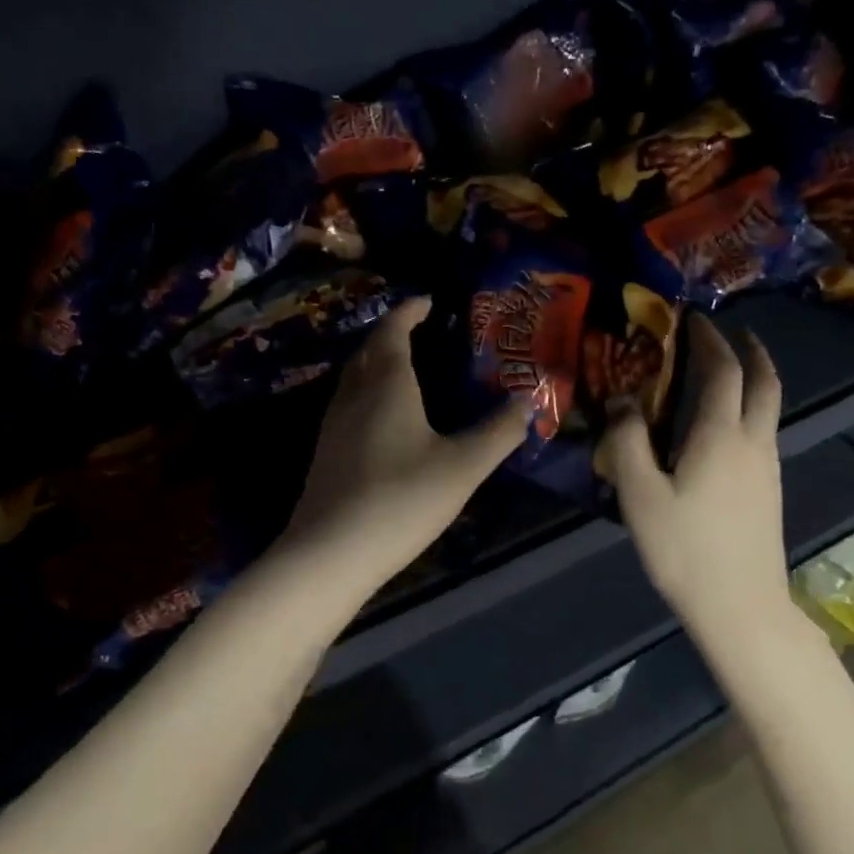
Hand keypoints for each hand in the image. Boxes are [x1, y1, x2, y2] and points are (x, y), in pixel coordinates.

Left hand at [282, 298, 528, 594]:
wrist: (331, 552)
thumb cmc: (402, 499)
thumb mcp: (463, 466)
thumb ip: (498, 432)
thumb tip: (528, 401)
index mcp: (386, 384)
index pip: (393, 330)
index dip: (409, 311)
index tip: (428, 301)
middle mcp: (354, 394)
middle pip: (368, 350)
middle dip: (391, 333)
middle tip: (419, 332)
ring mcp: (333, 424)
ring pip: (353, 378)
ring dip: (375, 363)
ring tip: (404, 369)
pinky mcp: (325, 453)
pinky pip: (348, 404)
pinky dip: (367, 393)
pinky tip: (383, 419)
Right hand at [597, 314, 792, 639]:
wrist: (740, 605)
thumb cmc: (683, 547)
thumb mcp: (640, 493)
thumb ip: (627, 440)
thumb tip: (622, 400)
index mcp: (721, 435)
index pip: (723, 370)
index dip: (709, 340)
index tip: (693, 320)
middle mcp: (753, 442)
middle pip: (764, 382)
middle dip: (750, 351)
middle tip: (730, 334)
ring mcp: (767, 467)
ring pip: (768, 408)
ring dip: (752, 380)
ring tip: (723, 375)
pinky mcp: (769, 490)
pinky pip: (762, 432)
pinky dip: (748, 410)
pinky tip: (721, 428)